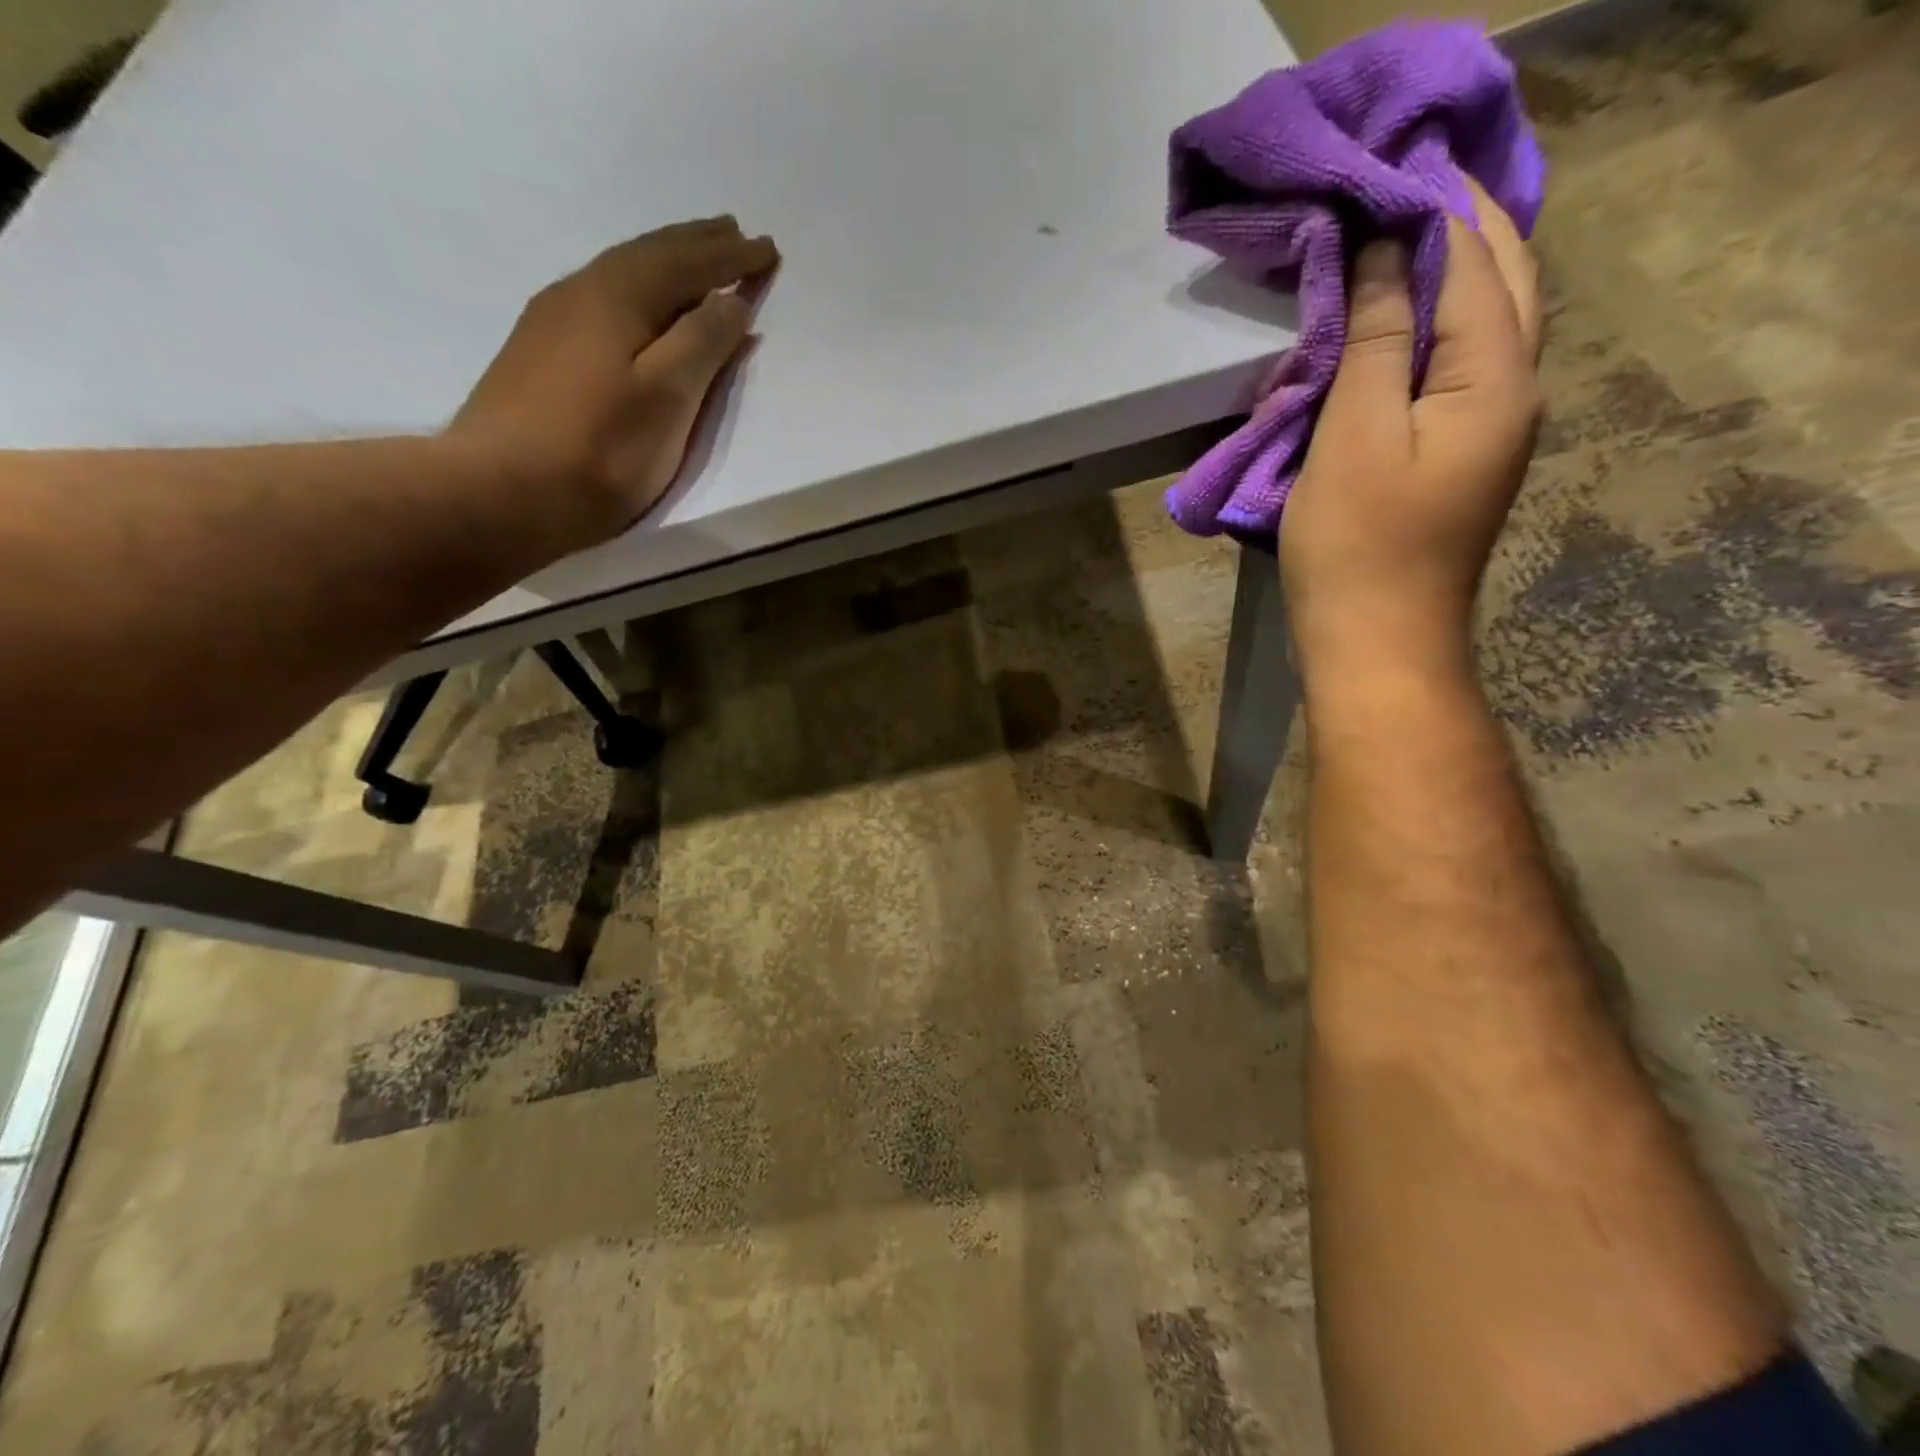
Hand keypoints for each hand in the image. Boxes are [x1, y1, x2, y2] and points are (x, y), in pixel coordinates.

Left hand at [449, 216, 777, 544]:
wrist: (499, 491)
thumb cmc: (599, 450)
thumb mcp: (667, 397)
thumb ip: (702, 344)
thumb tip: (731, 300)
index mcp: (619, 297)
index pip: (687, 264)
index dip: (730, 258)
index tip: (767, 248)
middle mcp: (581, 292)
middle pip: (649, 256)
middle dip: (696, 245)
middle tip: (733, 233)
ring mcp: (553, 322)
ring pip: (621, 274)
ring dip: (665, 262)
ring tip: (694, 261)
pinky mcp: (539, 353)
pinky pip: (602, 298)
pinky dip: (637, 290)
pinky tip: (638, 305)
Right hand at [1280, 179, 1540, 681]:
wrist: (1375, 642)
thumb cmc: (1356, 544)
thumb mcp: (1354, 435)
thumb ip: (1376, 337)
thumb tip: (1383, 250)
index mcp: (1496, 375)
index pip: (1472, 257)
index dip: (1427, 206)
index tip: (1377, 164)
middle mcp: (1514, 388)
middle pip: (1500, 278)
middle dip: (1455, 222)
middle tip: (1393, 184)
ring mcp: (1491, 426)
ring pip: (1482, 320)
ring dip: (1445, 270)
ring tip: (1391, 235)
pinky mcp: (1459, 455)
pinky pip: (1454, 366)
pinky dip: (1427, 327)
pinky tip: (1391, 319)